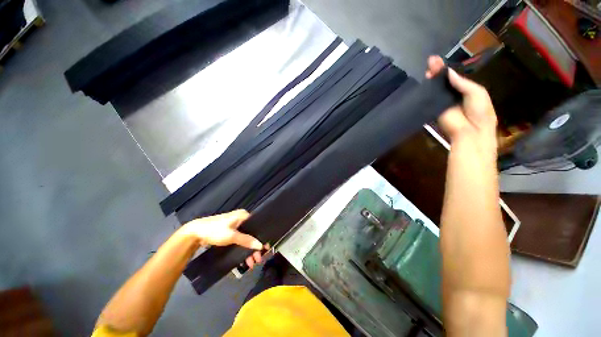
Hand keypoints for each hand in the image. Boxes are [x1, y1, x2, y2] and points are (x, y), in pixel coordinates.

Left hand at [179, 210, 264, 268]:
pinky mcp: (230, 232)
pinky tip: (243, 258)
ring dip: (248, 250)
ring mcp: (235, 225)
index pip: (257, 225)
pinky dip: (242, 248)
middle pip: (251, 233)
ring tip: (250, 263)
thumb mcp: (232, 236)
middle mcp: (241, 219)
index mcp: (243, 215)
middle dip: (254, 247)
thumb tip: (260, 245)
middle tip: (258, 259)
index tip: (265, 248)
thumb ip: (247, 240)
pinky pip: (239, 240)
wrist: (195, 233)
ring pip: (246, 238)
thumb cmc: (215, 231)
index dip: (261, 237)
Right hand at [426, 56, 497, 149]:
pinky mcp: (434, 109)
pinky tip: (425, 80)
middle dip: (437, 71)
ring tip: (428, 67)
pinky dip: (427, 91)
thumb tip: (448, 73)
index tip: (437, 61)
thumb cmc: (480, 111)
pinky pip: (430, 99)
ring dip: (431, 78)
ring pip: (435, 88)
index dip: (446, 69)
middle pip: (442, 81)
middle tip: (430, 61)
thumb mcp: (477, 92)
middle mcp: (452, 95)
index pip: (453, 77)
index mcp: (465, 90)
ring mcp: (442, 102)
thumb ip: (462, 83)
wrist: (471, 130)